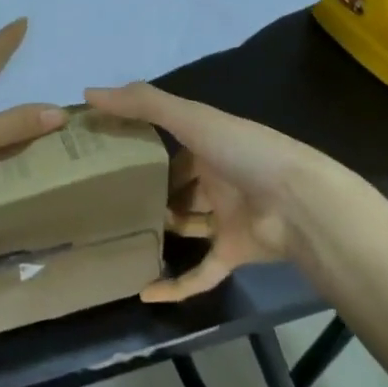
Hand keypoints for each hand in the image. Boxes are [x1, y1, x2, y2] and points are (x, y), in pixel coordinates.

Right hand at [85, 82, 354, 302]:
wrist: (298, 202)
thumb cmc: (244, 152)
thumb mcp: (191, 118)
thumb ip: (143, 104)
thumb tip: (89, 93)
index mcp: (210, 144)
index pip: (170, 144)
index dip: (141, 148)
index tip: (104, 156)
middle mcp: (218, 178)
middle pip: (178, 186)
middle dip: (149, 193)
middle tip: (106, 202)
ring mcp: (227, 218)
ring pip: (188, 226)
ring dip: (162, 233)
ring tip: (118, 240)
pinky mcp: (233, 253)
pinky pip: (200, 273)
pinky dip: (175, 285)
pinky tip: (143, 293)